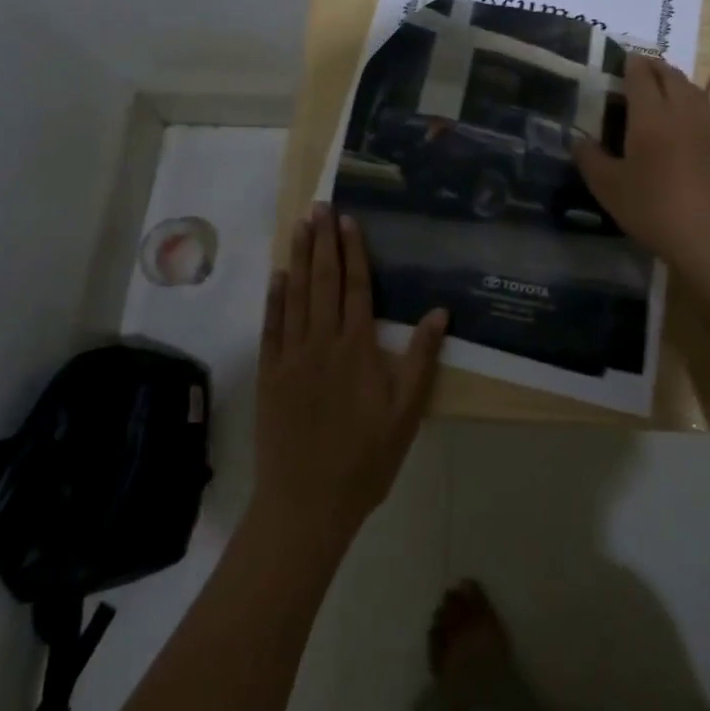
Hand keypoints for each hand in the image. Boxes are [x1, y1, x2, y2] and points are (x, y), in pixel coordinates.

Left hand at [251, 205, 447, 547]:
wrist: (306, 504)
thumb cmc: (365, 459)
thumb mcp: (406, 414)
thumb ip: (421, 360)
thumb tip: (439, 311)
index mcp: (357, 348)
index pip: (356, 287)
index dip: (353, 251)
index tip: (348, 220)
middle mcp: (322, 342)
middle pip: (323, 280)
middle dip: (322, 240)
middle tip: (320, 206)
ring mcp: (291, 356)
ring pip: (295, 295)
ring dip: (297, 257)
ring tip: (299, 225)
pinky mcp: (270, 373)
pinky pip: (272, 326)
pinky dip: (274, 298)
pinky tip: (277, 275)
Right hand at [573, 56, 709, 274]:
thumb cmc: (654, 206)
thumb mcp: (609, 186)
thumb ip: (590, 159)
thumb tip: (578, 140)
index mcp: (651, 116)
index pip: (640, 77)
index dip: (629, 64)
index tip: (616, 58)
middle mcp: (679, 112)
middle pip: (669, 75)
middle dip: (651, 66)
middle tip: (632, 69)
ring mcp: (702, 128)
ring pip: (689, 88)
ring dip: (672, 78)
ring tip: (655, 84)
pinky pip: (698, 105)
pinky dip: (685, 96)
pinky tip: (674, 115)